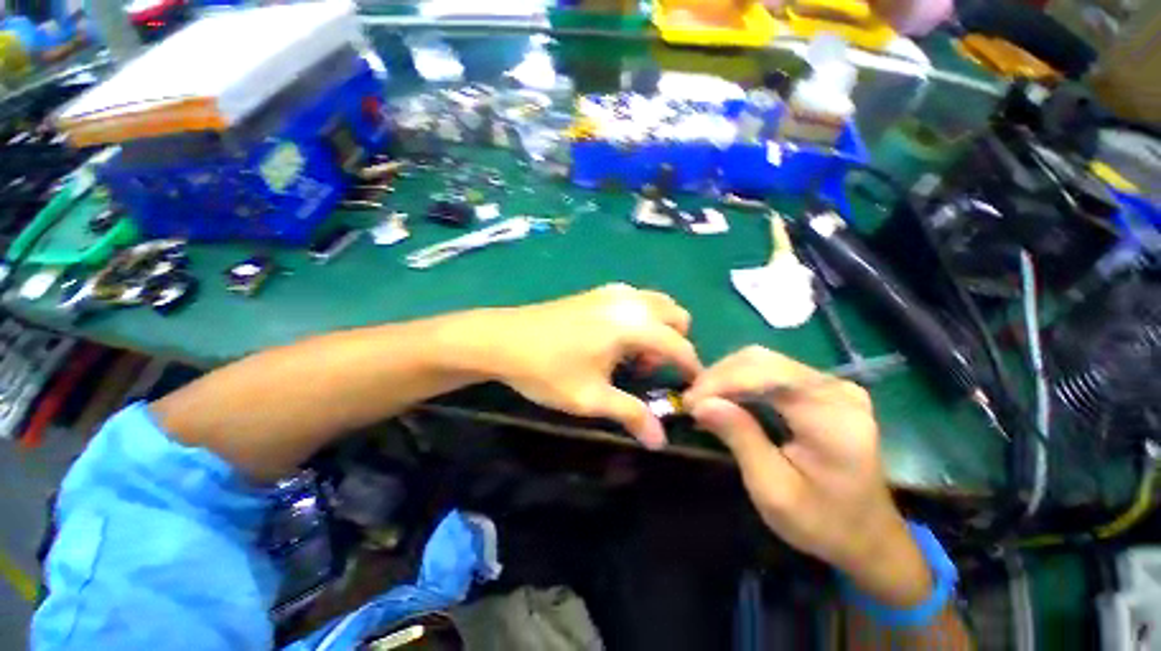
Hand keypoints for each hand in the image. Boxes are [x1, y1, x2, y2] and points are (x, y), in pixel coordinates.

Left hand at [480, 284, 701, 448]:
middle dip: (675, 344)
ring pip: (657, 304)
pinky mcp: (597, 292)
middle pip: (677, 316)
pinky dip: (640, 317)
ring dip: (658, 329)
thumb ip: (631, 415)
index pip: (680, 346)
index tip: (691, 390)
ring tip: (632, 355)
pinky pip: (635, 300)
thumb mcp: (591, 398)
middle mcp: (629, 301)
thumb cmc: (547, 369)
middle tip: (649, 370)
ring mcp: (612, 292)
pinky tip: (615, 339)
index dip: (691, 369)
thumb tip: (661, 441)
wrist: (502, 339)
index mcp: (633, 325)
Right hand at [682, 347, 930, 606]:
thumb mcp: (774, 490)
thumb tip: (701, 403)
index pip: (767, 376)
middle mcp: (836, 390)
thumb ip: (740, 439)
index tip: (689, 402)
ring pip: (764, 361)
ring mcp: (833, 385)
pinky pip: (772, 371)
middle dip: (719, 376)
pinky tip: (725, 398)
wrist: (868, 536)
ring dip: (727, 376)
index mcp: (833, 417)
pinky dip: (741, 381)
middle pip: (763, 360)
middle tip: (692, 401)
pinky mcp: (823, 389)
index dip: (721, 381)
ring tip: (703, 400)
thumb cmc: (822, 522)